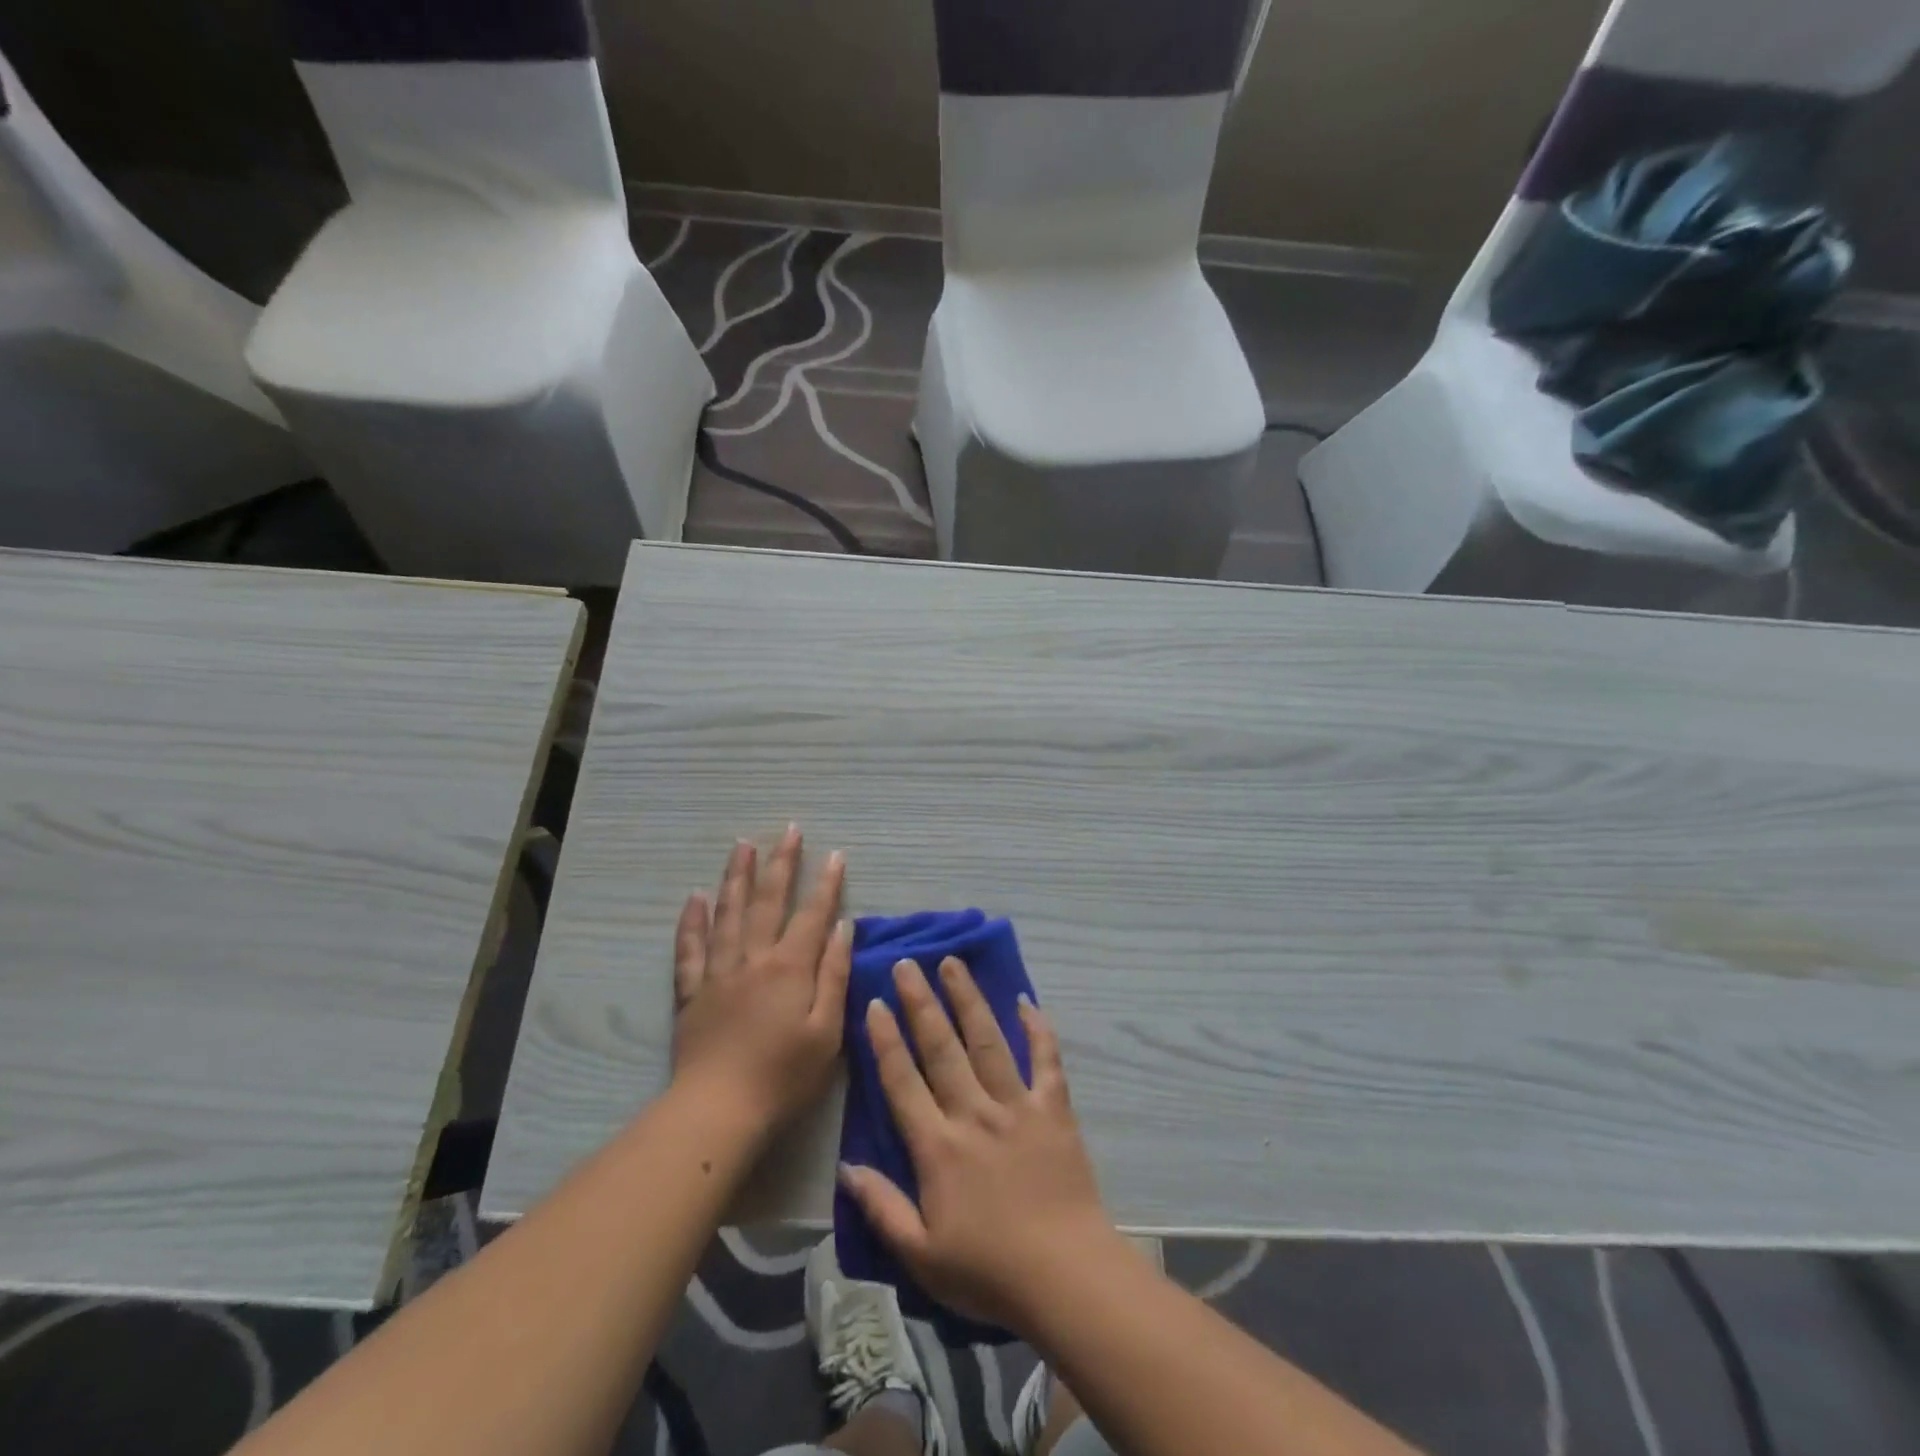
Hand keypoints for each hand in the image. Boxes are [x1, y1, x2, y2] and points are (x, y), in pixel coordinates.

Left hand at [671, 826, 850, 1134]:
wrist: (718, 1110)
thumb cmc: (784, 1077)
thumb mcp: (827, 1031)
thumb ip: (834, 975)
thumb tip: (843, 927)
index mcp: (790, 968)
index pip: (812, 915)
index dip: (826, 883)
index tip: (835, 854)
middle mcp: (753, 958)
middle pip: (767, 901)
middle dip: (781, 863)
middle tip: (788, 830)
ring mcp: (718, 972)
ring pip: (727, 913)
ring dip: (737, 876)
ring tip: (742, 845)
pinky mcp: (691, 992)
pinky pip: (690, 948)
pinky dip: (692, 921)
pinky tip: (695, 898)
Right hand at [838, 957, 1117, 1331]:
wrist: (1066, 1277)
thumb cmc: (989, 1271)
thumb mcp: (921, 1255)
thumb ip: (881, 1208)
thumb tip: (846, 1167)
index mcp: (938, 1146)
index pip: (903, 1082)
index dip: (886, 1040)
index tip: (875, 1002)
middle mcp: (974, 1113)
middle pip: (942, 1048)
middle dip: (921, 1002)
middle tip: (907, 963)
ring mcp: (1017, 1106)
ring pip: (987, 1041)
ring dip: (968, 999)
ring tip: (953, 963)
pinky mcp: (1053, 1109)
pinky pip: (1045, 1060)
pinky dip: (1038, 1029)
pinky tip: (1026, 1001)